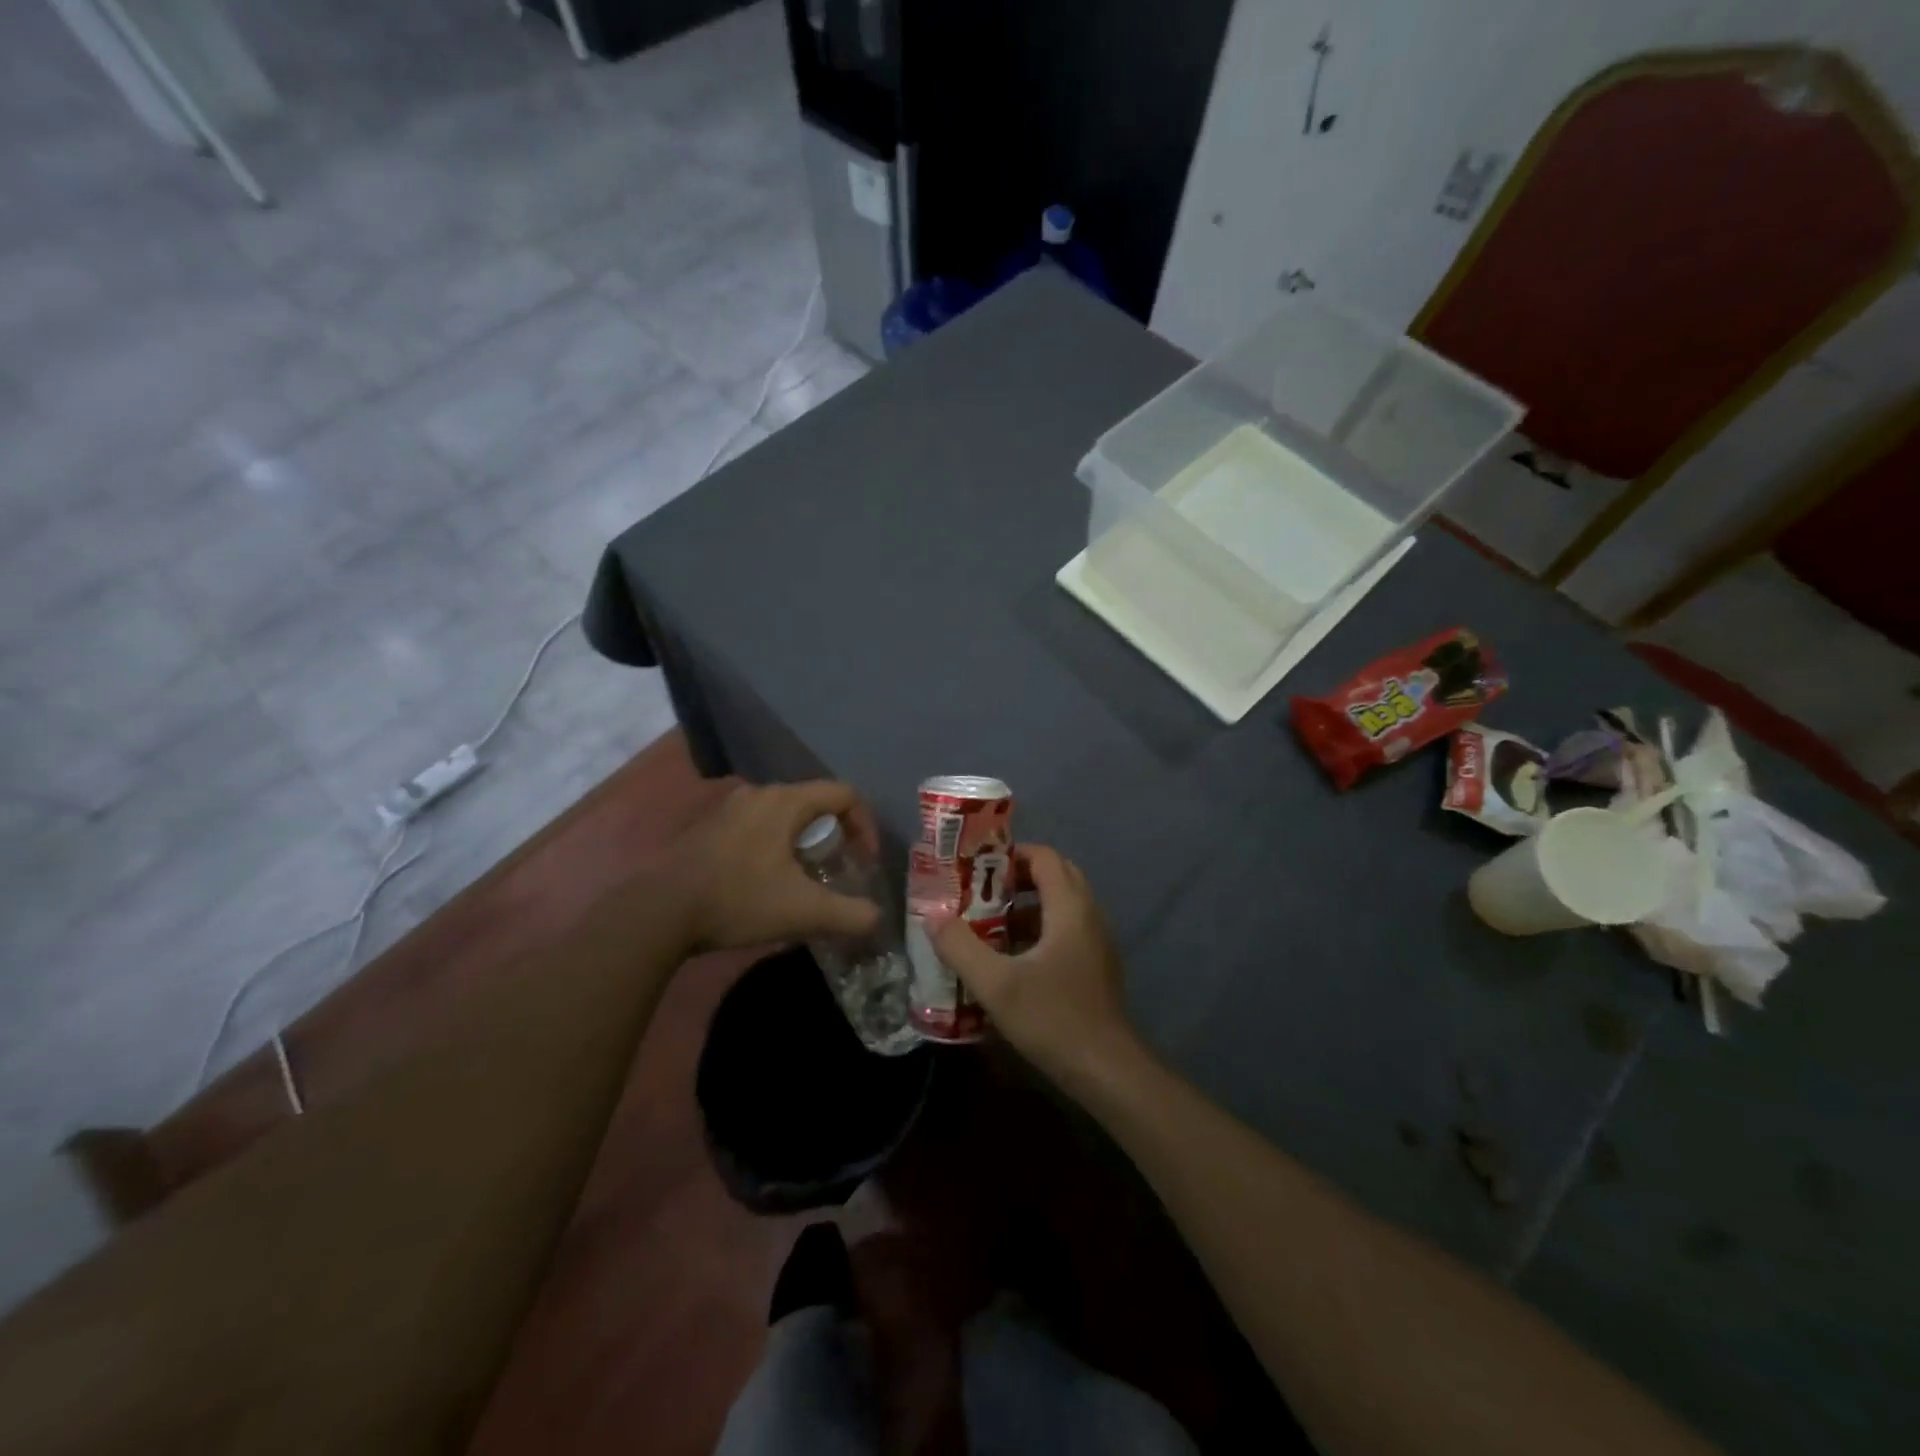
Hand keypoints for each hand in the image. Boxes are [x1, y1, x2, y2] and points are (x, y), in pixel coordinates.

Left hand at [675, 781, 882, 951]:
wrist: (659, 911)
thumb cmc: (739, 900)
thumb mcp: (805, 913)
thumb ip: (851, 915)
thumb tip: (876, 918)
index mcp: (786, 801)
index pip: (844, 794)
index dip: (866, 825)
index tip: (865, 861)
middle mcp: (759, 793)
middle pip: (814, 803)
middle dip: (836, 836)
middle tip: (838, 870)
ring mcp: (728, 808)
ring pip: (783, 816)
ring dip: (803, 842)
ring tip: (805, 879)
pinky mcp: (707, 828)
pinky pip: (756, 827)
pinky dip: (774, 847)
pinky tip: (765, 883)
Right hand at [930, 845, 1144, 1096]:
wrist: (1106, 1069)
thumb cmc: (1052, 1018)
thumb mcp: (996, 984)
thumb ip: (960, 946)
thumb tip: (932, 915)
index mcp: (1070, 908)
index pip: (1044, 857)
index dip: (1011, 854)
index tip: (977, 867)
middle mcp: (1089, 915)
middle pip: (1055, 876)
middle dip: (1017, 878)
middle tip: (980, 891)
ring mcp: (1097, 941)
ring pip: (1061, 905)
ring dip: (1027, 906)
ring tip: (988, 923)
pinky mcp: (1097, 965)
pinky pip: (1067, 929)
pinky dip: (1040, 929)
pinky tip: (1012, 958)